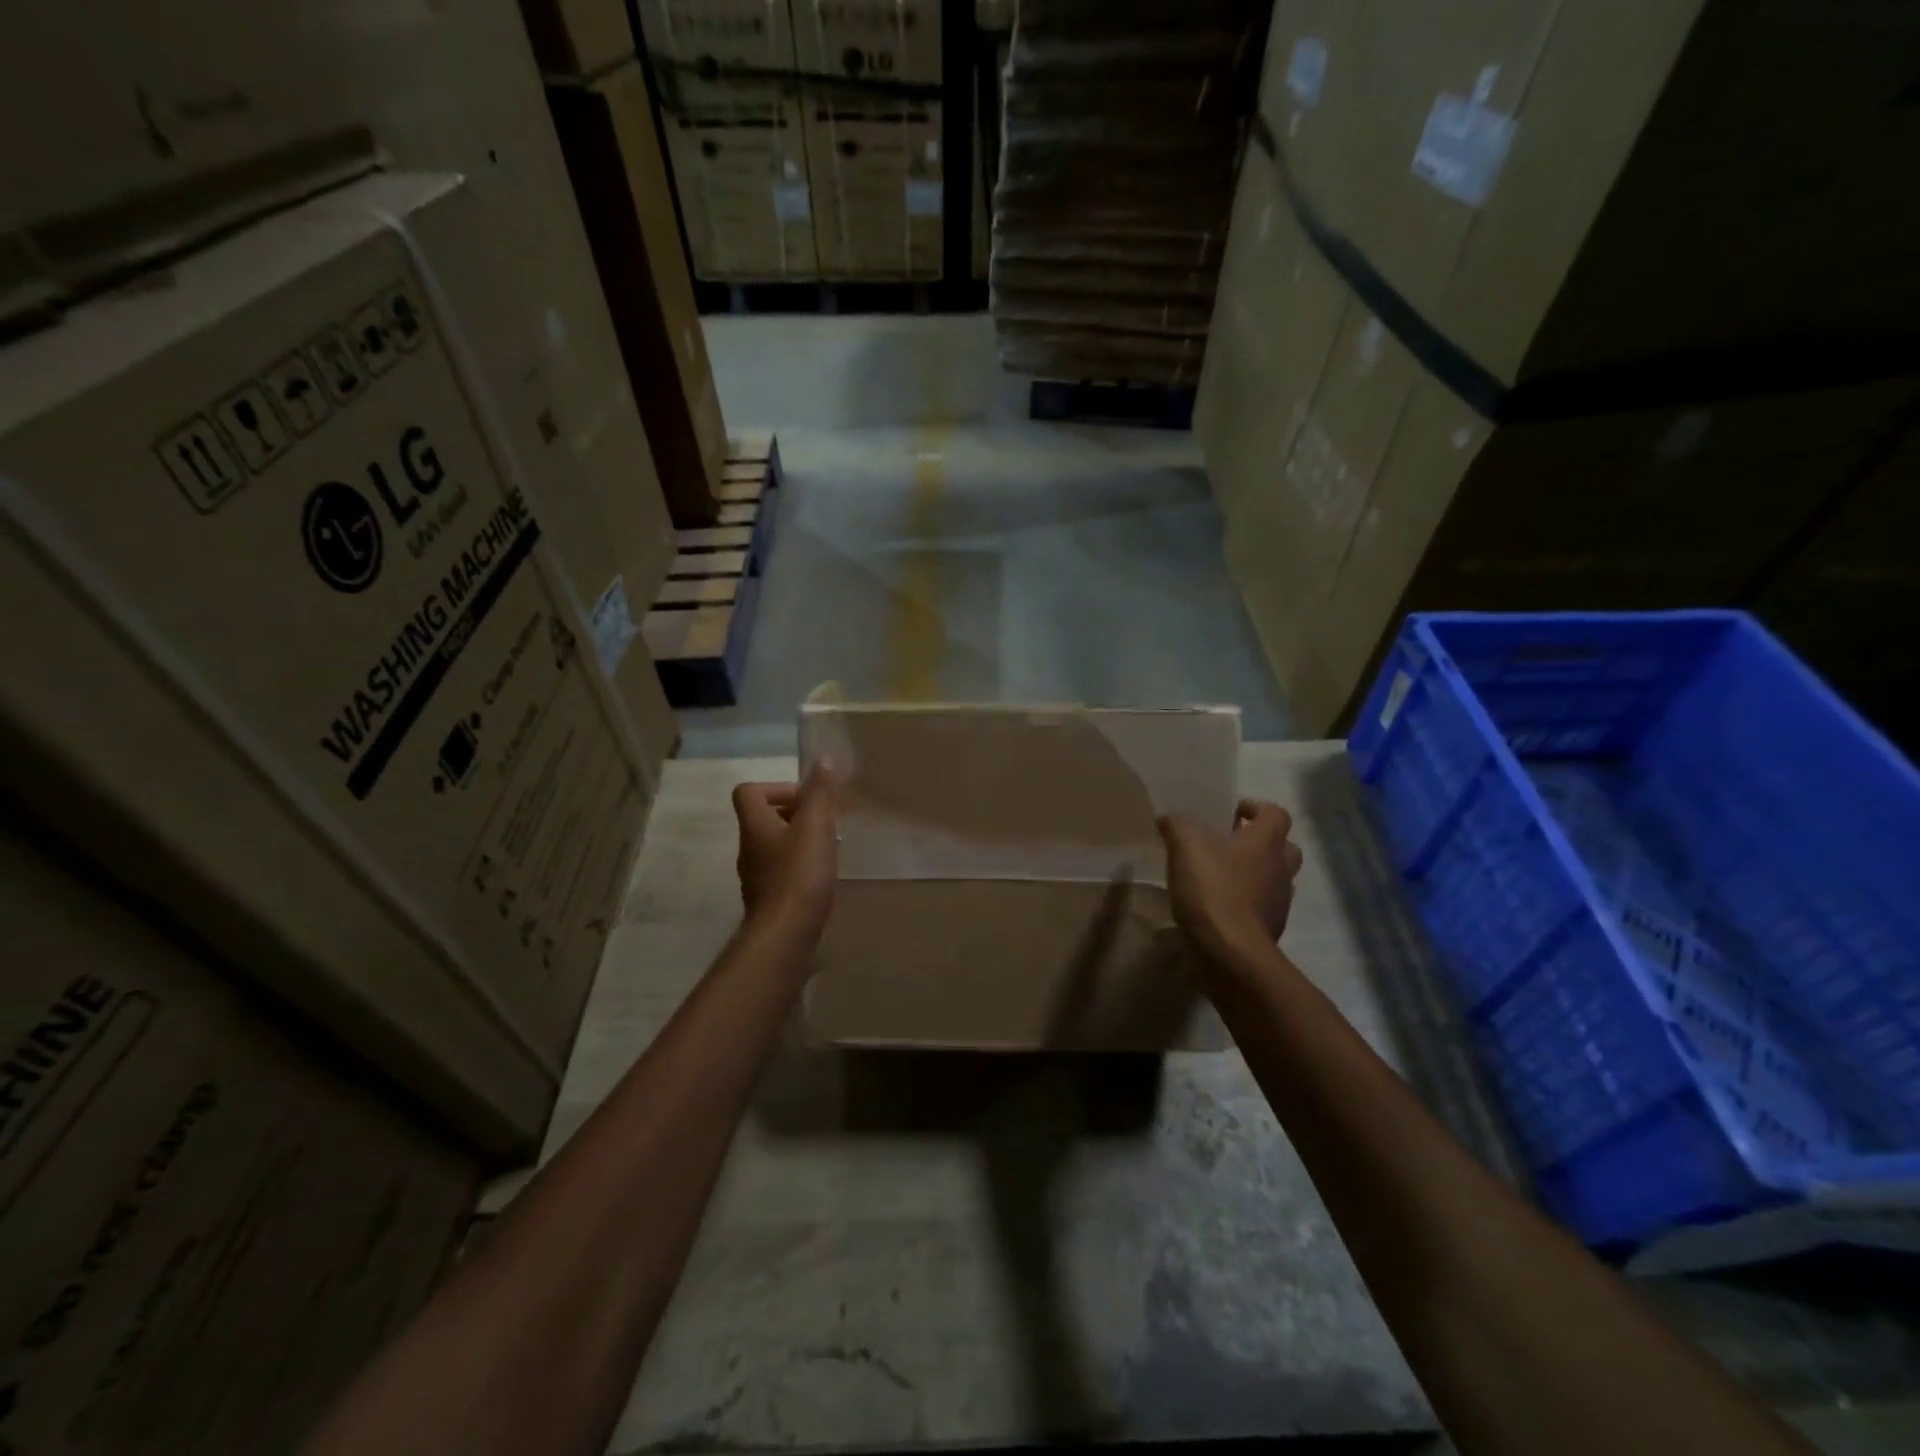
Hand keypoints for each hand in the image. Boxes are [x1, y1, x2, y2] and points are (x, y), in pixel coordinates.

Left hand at [733, 765, 839, 931]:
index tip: (807, 800)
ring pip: (775, 846)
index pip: (748, 792)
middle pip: (763, 819)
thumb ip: (819, 793)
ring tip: (829, 849)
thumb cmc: (799, 875)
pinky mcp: (769, 900)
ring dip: (799, 841)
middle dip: (795, 815)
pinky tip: (822, 877)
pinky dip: (800, 868)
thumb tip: (822, 760)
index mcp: (754, 826)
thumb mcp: (815, 827)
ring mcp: (756, 877)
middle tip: (825, 822)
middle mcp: (749, 848)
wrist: (785, 936)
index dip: (777, 788)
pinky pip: (782, 872)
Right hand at [1159, 799, 1303, 961]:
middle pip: (1284, 847)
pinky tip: (1217, 909)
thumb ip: (1177, 825)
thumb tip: (1169, 819)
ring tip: (1220, 879)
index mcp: (1266, 841)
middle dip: (1260, 844)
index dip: (1255, 808)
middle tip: (1230, 846)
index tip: (1231, 813)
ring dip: (1254, 876)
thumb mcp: (1185, 846)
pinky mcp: (1270, 930)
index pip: (1276, 813)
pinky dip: (1245, 905)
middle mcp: (1281, 868)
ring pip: (1274, 880)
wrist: (1231, 952)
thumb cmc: (1213, 889)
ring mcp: (1279, 902)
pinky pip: (1261, 909)